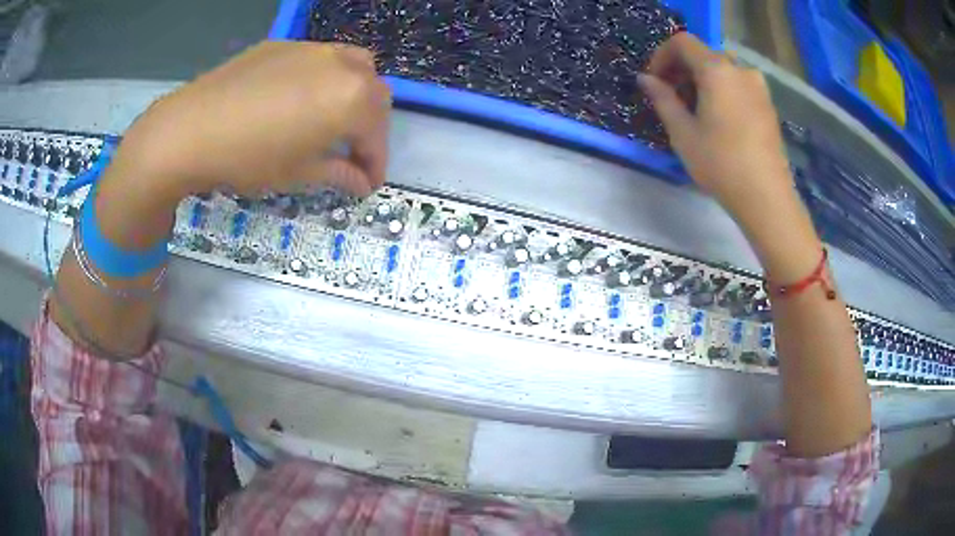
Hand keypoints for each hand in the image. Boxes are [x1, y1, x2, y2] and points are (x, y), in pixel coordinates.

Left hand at [95, 41, 390, 248]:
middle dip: (369, 125)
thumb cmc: (248, 158)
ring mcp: (311, 49)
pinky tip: (295, 99)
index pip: (377, 134)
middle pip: (374, 93)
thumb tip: (360, 182)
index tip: (368, 184)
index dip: (376, 163)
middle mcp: (342, 64)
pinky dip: (321, 79)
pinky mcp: (282, 45)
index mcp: (352, 99)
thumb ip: (337, 173)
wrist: (189, 129)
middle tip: (351, 152)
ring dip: (352, 94)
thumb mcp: (297, 174)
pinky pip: (317, 59)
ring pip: (352, 66)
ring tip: (330, 118)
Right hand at [639, 33, 820, 281]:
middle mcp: (740, 70)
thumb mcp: (683, 133)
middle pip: (703, 55)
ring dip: (702, 82)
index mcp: (717, 70)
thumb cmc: (721, 164)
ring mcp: (758, 87)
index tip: (654, 81)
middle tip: (671, 98)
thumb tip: (646, 79)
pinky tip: (718, 119)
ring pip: (722, 71)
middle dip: (682, 70)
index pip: (682, 42)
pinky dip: (722, 92)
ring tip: (694, 111)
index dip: (662, 56)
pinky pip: (738, 85)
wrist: (767, 198)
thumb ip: (662, 99)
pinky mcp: (768, 105)